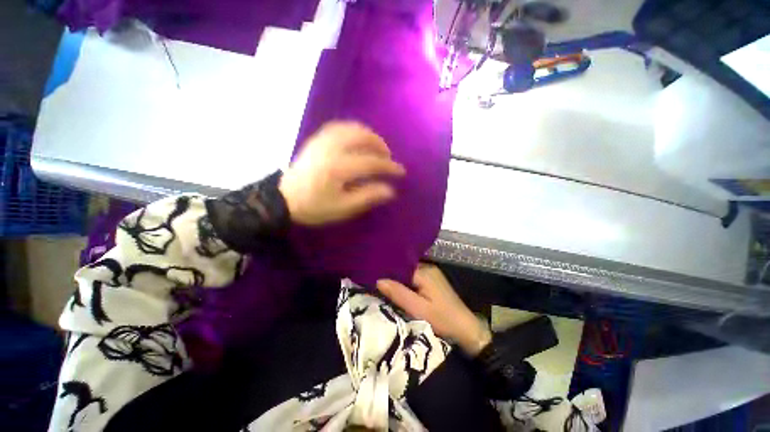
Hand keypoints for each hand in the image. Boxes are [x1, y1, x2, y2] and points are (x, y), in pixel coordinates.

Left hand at [279, 121, 405, 225]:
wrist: (284, 199)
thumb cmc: (315, 207)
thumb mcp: (343, 208)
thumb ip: (367, 197)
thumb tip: (390, 190)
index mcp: (339, 168)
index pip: (372, 162)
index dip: (389, 167)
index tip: (401, 172)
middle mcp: (332, 149)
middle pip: (362, 137)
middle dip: (380, 145)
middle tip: (388, 157)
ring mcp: (322, 141)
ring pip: (351, 128)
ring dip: (368, 135)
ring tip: (376, 146)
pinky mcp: (316, 140)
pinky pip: (338, 127)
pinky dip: (352, 129)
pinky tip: (357, 137)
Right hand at [377, 264, 491, 355]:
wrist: (467, 329)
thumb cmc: (443, 319)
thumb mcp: (418, 309)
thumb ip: (399, 294)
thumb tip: (378, 280)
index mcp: (424, 272)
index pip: (400, 265)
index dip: (387, 271)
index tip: (372, 276)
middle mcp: (428, 268)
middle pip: (404, 268)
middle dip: (391, 275)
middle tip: (375, 282)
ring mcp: (431, 274)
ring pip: (409, 273)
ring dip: (398, 280)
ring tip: (384, 286)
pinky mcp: (433, 281)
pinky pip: (415, 278)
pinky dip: (406, 283)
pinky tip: (399, 290)